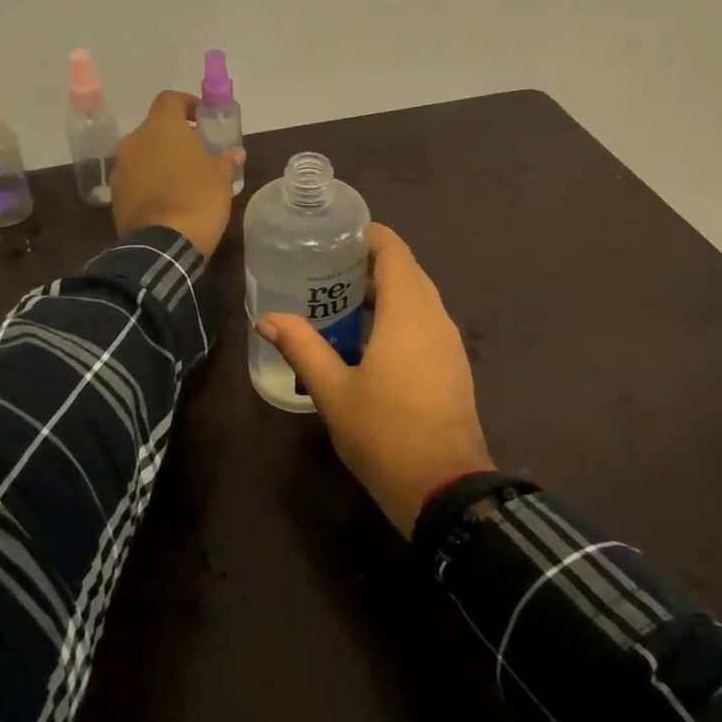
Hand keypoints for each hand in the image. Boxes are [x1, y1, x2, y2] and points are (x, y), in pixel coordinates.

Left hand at [111, 90, 241, 258]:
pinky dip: (148, 182)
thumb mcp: (222, 181)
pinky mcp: (115, 194)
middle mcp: (135, 140)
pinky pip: (135, 178)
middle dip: (174, 138)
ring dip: (159, 161)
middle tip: (196, 154)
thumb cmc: (199, 201)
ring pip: (142, 154)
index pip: (170, 99)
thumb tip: (235, 152)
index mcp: (162, 128)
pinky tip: (166, 200)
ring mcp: (121, 168)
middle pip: (154, 129)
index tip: (202, 118)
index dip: (187, 104)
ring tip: (181, 180)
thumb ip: (226, 161)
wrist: (163, 244)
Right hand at [257, 224, 493, 536]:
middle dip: (370, 264)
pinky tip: (371, 340)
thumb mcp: (333, 391)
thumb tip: (267, 319)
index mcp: (408, 312)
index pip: (394, 251)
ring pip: (419, 298)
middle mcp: (435, 317)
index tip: (334, 236)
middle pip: (407, 271)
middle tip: (326, 269)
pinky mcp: (454, 365)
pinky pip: (426, 322)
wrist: (444, 486)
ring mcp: (450, 342)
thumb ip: (302, 348)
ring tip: (342, 302)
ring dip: (386, 292)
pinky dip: (401, 316)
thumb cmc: (384, 433)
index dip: (368, 235)